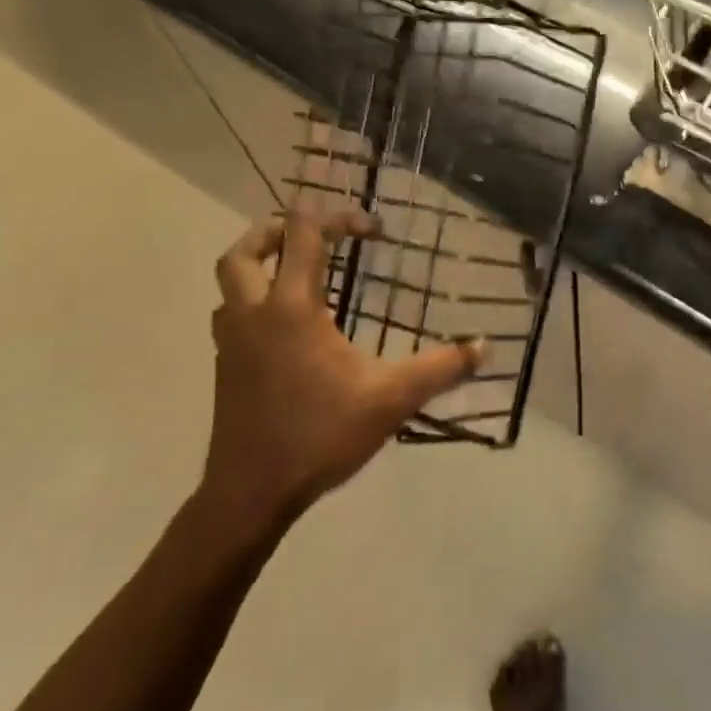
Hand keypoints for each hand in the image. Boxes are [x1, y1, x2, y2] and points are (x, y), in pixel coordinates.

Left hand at [199, 209, 482, 553]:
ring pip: (230, 282)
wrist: (251, 492)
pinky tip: (286, 327)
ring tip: (298, 273)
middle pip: (245, 250)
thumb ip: (440, 368)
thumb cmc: (320, 435)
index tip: (373, 231)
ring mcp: (232, 341)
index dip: (338, 218)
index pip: (304, 234)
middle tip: (316, 237)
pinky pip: (231, 314)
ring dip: (258, 264)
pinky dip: (253, 301)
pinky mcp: (225, 367)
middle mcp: (254, 313)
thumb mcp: (391, 399)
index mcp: (291, 308)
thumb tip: (484, 347)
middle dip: (278, 230)